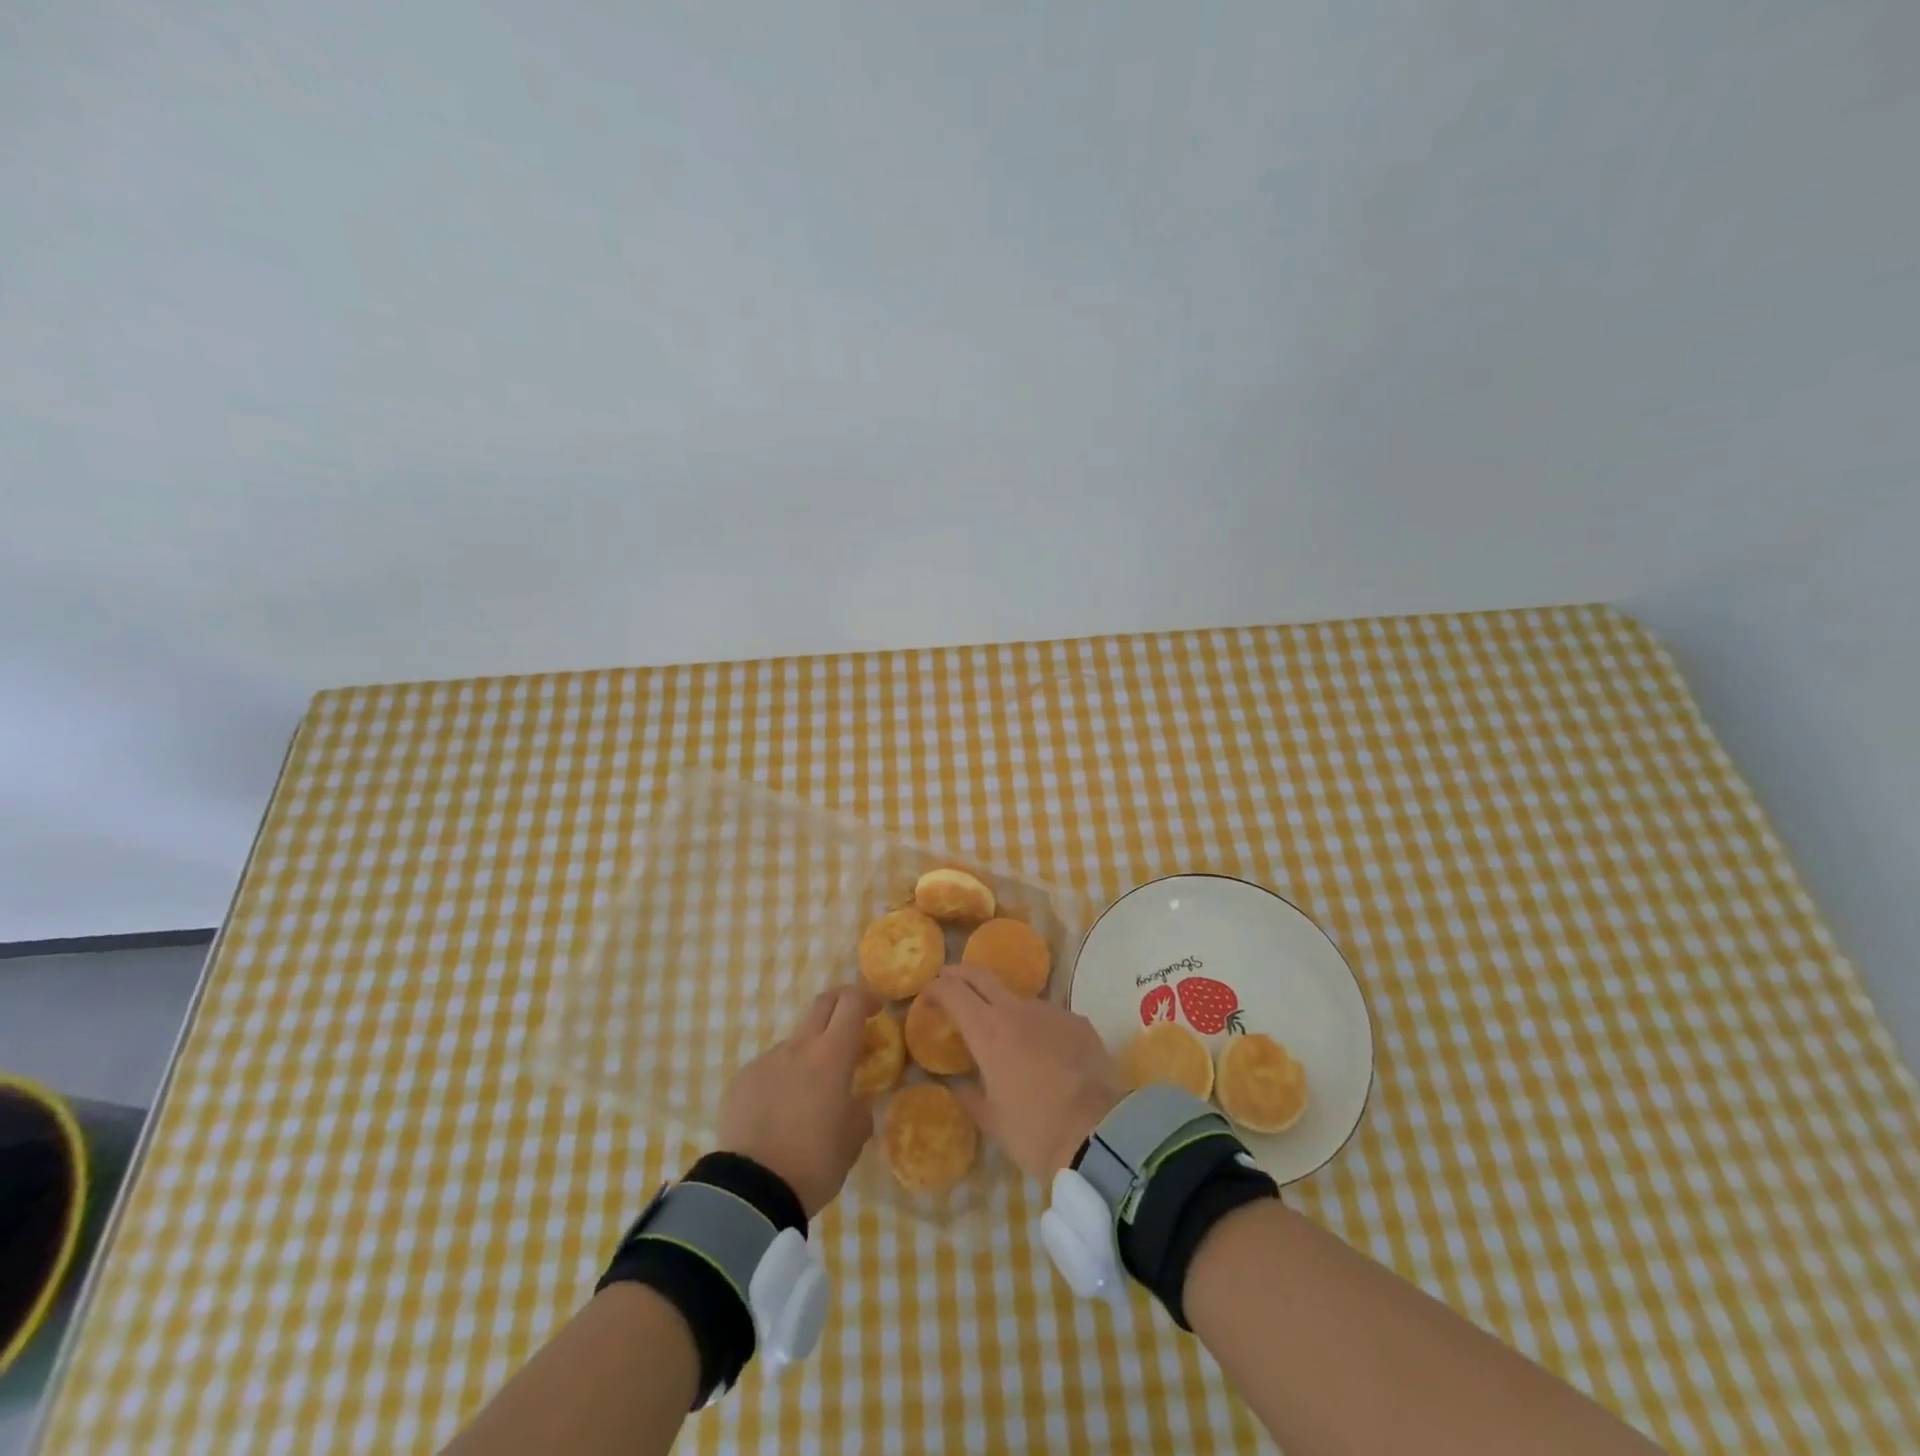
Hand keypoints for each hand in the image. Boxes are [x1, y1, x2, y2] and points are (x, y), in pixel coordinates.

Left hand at [717, 985, 878, 1216]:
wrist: (751, 1191)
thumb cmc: (814, 1163)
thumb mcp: (853, 1141)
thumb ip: (860, 1111)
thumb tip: (857, 1101)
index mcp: (832, 1056)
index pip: (851, 1004)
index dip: (865, 999)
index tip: (875, 1011)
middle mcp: (798, 1048)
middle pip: (821, 1004)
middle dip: (839, 1005)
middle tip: (849, 1025)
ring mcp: (766, 1061)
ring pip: (794, 1042)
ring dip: (808, 1053)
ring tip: (809, 1095)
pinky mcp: (741, 1080)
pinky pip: (769, 1068)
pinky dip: (781, 1079)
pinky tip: (779, 1114)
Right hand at [921, 966, 1125, 1178]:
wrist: (1100, 1134)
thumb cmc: (1035, 1131)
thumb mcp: (993, 1121)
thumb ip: (970, 1097)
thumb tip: (959, 1086)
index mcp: (988, 1031)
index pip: (953, 992)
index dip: (936, 989)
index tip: (927, 996)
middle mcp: (1017, 1010)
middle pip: (982, 975)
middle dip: (961, 974)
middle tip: (949, 980)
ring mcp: (1051, 1011)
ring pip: (1019, 999)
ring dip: (1004, 1008)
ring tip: (1006, 1036)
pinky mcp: (1079, 1021)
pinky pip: (1050, 1018)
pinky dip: (1039, 1029)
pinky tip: (1046, 1055)